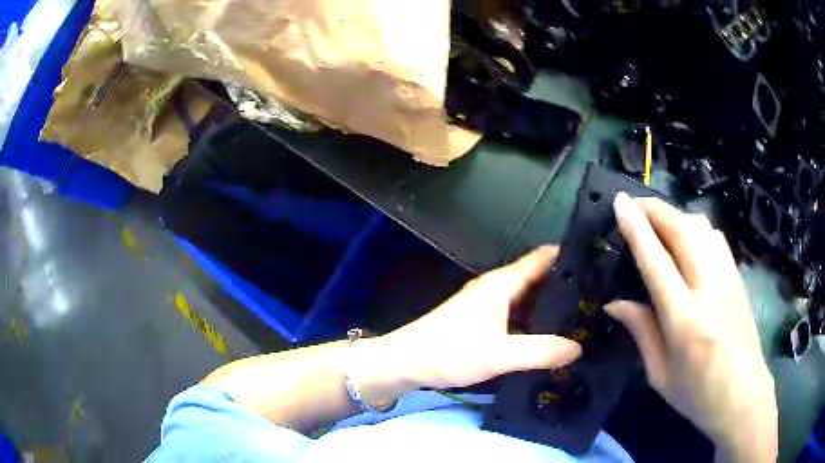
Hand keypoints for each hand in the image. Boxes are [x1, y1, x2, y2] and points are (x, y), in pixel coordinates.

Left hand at [376, 246, 581, 390]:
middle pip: (539, 278)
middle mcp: (497, 287)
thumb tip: (579, 348)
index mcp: (503, 283)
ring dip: (552, 305)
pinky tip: (551, 335)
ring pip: (529, 298)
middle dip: (567, 285)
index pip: (543, 257)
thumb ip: (541, 351)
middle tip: (600, 298)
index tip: (600, 263)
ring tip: (585, 316)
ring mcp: (489, 304)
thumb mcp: (499, 355)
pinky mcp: (483, 320)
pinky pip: (518, 314)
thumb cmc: (449, 352)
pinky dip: (535, 320)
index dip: (571, 256)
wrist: (405, 362)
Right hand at [606, 193, 776, 462]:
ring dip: (675, 215)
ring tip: (657, 221)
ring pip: (701, 226)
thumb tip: (615, 302)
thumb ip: (641, 332)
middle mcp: (710, 290)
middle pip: (682, 230)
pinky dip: (695, 226)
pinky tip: (686, 238)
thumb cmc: (697, 394)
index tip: (619, 203)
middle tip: (632, 205)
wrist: (743, 395)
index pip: (657, 262)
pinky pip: (715, 236)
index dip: (636, 228)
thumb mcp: (660, 375)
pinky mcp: (738, 276)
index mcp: (685, 321)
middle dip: (654, 209)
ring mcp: (729, 278)